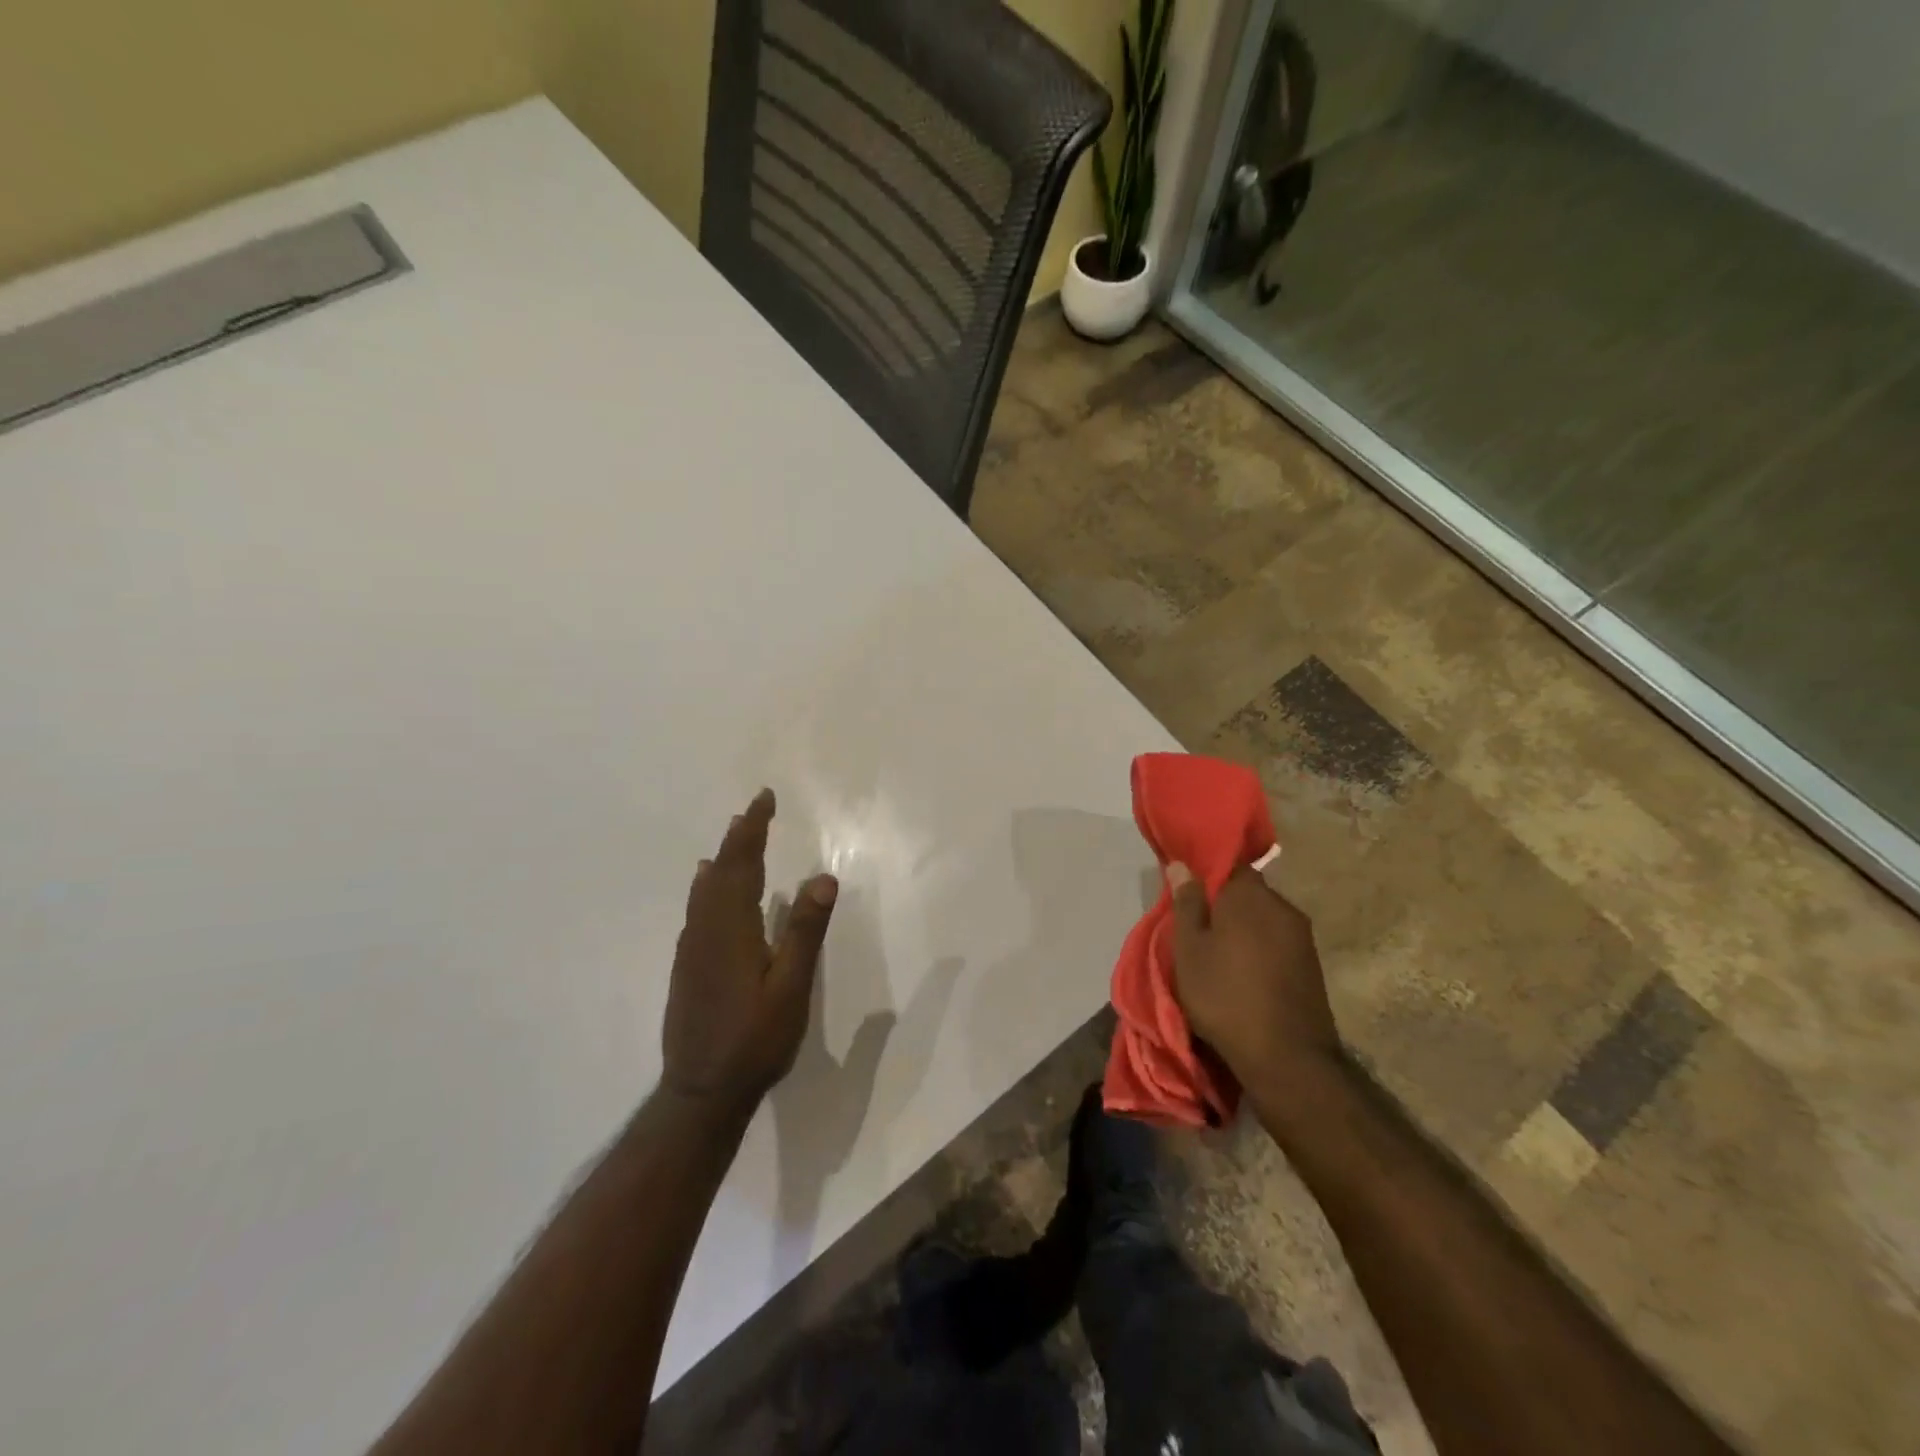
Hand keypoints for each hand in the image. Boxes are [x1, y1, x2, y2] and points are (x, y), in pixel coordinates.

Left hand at [661, 789, 838, 1112]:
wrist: (701, 1091)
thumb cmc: (755, 1039)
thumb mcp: (791, 987)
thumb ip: (804, 931)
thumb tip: (822, 877)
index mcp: (732, 928)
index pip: (743, 863)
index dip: (754, 829)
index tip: (764, 798)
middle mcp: (706, 930)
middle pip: (720, 871)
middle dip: (738, 838)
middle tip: (752, 810)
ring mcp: (691, 949)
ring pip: (703, 890)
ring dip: (721, 859)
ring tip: (731, 838)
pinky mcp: (686, 967)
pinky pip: (696, 910)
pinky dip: (705, 887)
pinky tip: (706, 889)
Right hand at [1167, 863, 1342, 1092]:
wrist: (1288, 1058)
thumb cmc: (1225, 996)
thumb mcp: (1189, 950)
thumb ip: (1187, 904)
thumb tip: (1182, 865)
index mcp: (1250, 895)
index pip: (1228, 862)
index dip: (1205, 870)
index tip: (1187, 887)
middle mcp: (1281, 906)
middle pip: (1247, 891)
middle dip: (1223, 901)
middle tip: (1196, 923)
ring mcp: (1301, 936)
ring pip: (1262, 917)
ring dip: (1242, 927)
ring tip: (1217, 950)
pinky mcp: (1311, 964)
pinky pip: (1276, 941)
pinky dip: (1258, 947)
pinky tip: (1242, 970)